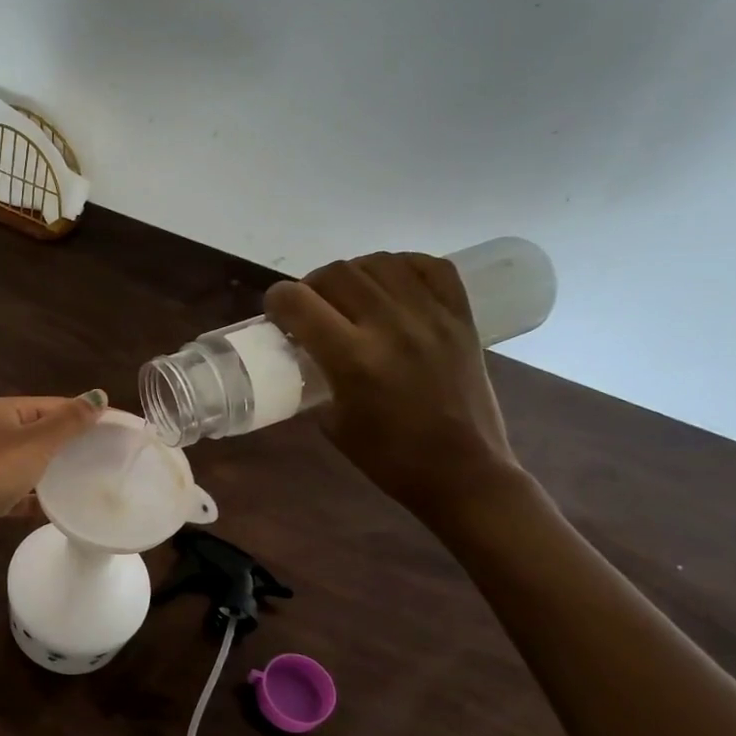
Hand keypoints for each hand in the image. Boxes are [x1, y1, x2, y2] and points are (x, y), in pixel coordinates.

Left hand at [0, 392, 106, 561]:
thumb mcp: (35, 443)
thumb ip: (68, 422)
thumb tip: (99, 396)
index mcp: (7, 412)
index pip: (55, 405)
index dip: (87, 414)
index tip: (120, 429)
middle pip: (44, 433)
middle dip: (74, 444)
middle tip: (111, 457)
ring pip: (32, 464)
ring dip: (56, 471)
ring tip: (92, 481)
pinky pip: (20, 494)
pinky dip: (36, 499)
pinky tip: (59, 510)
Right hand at [265, 253, 524, 525]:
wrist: (461, 471)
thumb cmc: (388, 458)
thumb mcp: (332, 422)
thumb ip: (318, 378)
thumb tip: (308, 352)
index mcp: (352, 359)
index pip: (299, 303)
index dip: (276, 300)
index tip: (275, 311)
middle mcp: (390, 326)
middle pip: (337, 274)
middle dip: (311, 285)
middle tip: (310, 306)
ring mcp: (430, 317)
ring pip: (379, 263)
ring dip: (353, 273)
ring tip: (350, 294)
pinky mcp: (461, 317)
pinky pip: (430, 267)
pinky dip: (402, 267)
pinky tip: (391, 284)